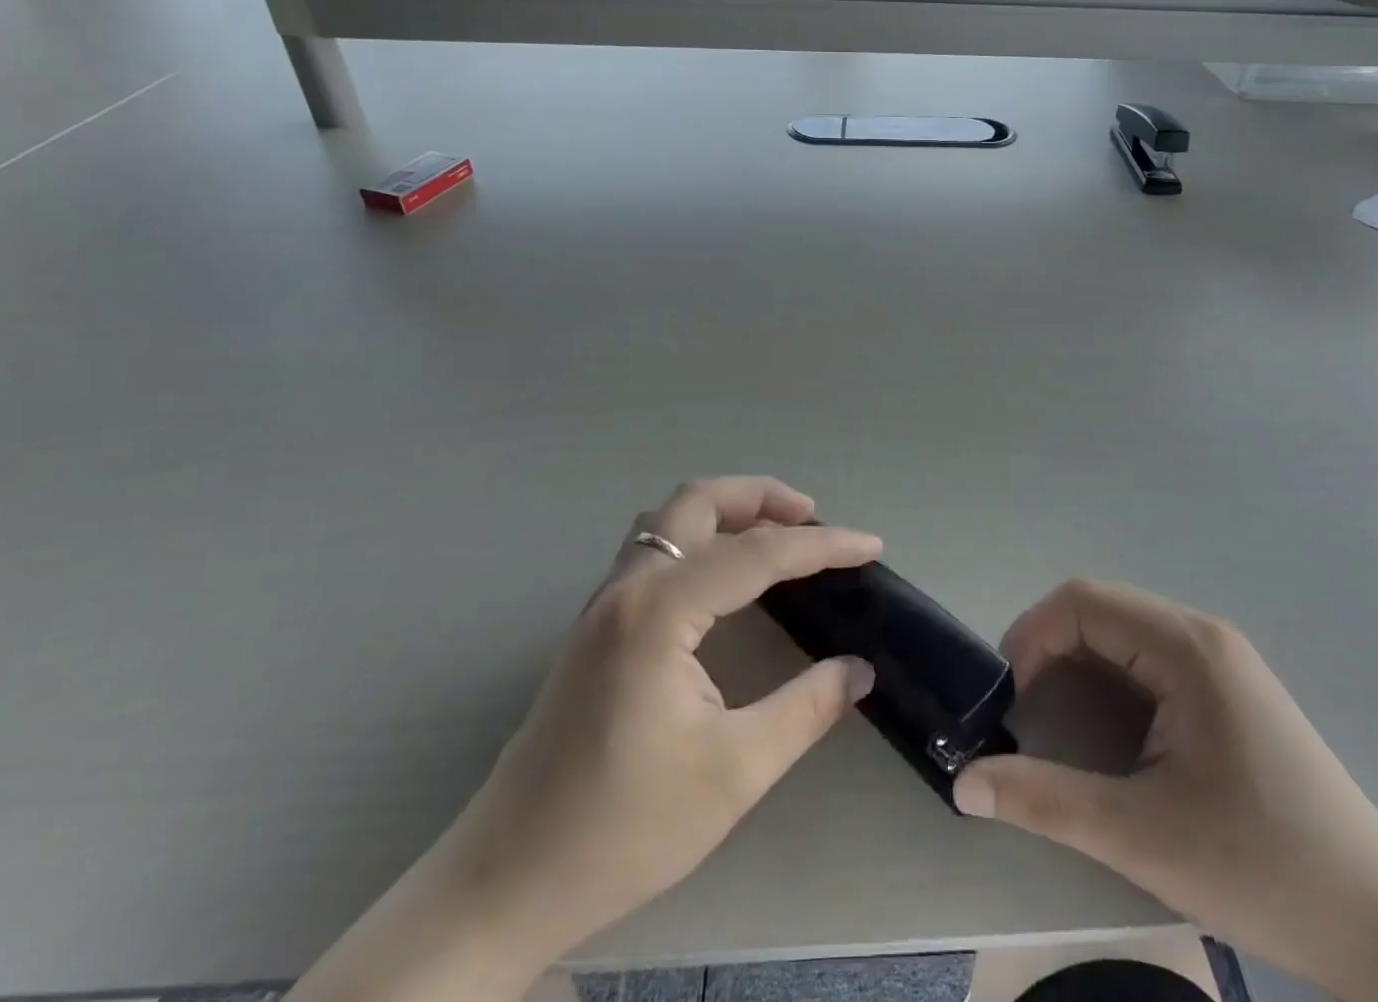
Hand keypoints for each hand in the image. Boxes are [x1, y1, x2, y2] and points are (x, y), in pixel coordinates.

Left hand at [286, 478, 879, 1001]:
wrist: (506, 881)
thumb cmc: (623, 828)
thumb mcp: (732, 773)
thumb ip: (804, 710)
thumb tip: (859, 670)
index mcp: (660, 610)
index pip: (758, 553)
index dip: (822, 546)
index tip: (871, 546)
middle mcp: (628, 586)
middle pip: (699, 501)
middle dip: (762, 497)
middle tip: (813, 519)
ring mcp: (604, 602)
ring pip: (669, 518)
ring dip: (726, 510)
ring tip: (774, 534)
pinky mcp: (595, 625)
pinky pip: (654, 548)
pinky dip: (699, 537)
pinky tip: (724, 576)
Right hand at [953, 581, 1377, 1001]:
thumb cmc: (1264, 871)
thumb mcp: (1141, 837)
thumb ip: (1045, 801)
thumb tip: (962, 785)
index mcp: (1187, 648)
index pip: (1084, 601)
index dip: (1032, 634)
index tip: (1008, 694)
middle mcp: (1204, 635)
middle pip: (1102, 608)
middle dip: (1049, 645)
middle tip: (1022, 707)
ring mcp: (1222, 660)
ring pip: (1124, 630)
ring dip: (1078, 659)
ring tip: (1054, 715)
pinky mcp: (1230, 688)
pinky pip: (1150, 656)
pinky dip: (1111, 675)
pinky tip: (1107, 726)